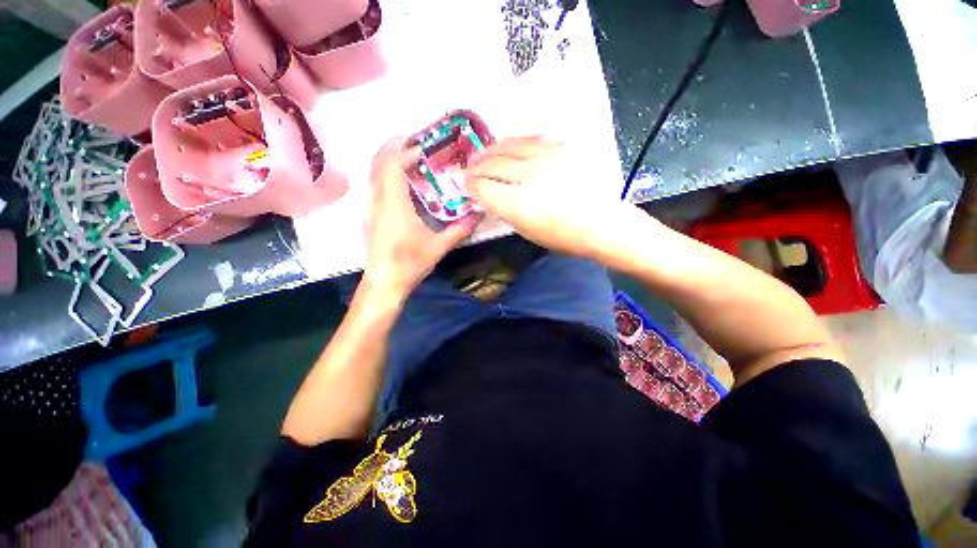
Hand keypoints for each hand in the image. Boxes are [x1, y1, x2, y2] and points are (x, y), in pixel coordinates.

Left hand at [363, 138, 477, 299]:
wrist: (384, 282)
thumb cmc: (410, 263)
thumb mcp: (439, 246)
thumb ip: (459, 230)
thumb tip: (478, 215)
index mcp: (394, 204)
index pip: (391, 165)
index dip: (403, 149)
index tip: (420, 143)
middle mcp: (378, 200)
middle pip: (377, 162)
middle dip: (393, 147)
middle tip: (414, 141)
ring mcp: (371, 207)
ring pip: (374, 173)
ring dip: (388, 160)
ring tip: (409, 157)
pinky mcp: (371, 216)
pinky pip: (375, 185)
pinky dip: (386, 174)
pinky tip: (402, 183)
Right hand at [465, 136, 634, 259]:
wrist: (602, 223)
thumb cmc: (563, 236)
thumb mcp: (528, 231)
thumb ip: (505, 210)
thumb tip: (488, 196)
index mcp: (518, 205)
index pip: (483, 188)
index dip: (471, 186)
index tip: (466, 186)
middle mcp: (528, 177)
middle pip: (491, 165)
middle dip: (475, 168)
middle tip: (469, 170)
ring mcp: (545, 158)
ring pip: (507, 147)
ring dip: (490, 151)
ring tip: (482, 155)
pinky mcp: (561, 147)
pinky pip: (529, 140)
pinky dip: (512, 143)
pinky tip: (506, 146)